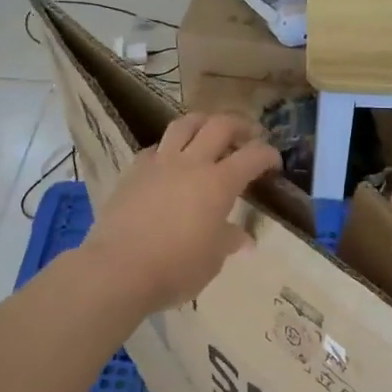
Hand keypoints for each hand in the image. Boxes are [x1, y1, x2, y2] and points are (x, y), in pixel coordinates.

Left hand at [82, 114, 281, 312]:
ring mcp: (159, 163)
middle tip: (248, 136)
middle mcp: (191, 164)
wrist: (118, 269)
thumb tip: (243, 239)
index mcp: (219, 184)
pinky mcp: (133, 171)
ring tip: (208, 133)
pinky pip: (156, 147)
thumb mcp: (212, 260)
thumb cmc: (175, 268)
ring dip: (203, 123)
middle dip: (239, 126)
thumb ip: (228, 240)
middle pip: (220, 126)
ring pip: (184, 124)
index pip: (253, 156)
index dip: (268, 155)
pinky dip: (169, 147)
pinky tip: (170, 161)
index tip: (274, 163)